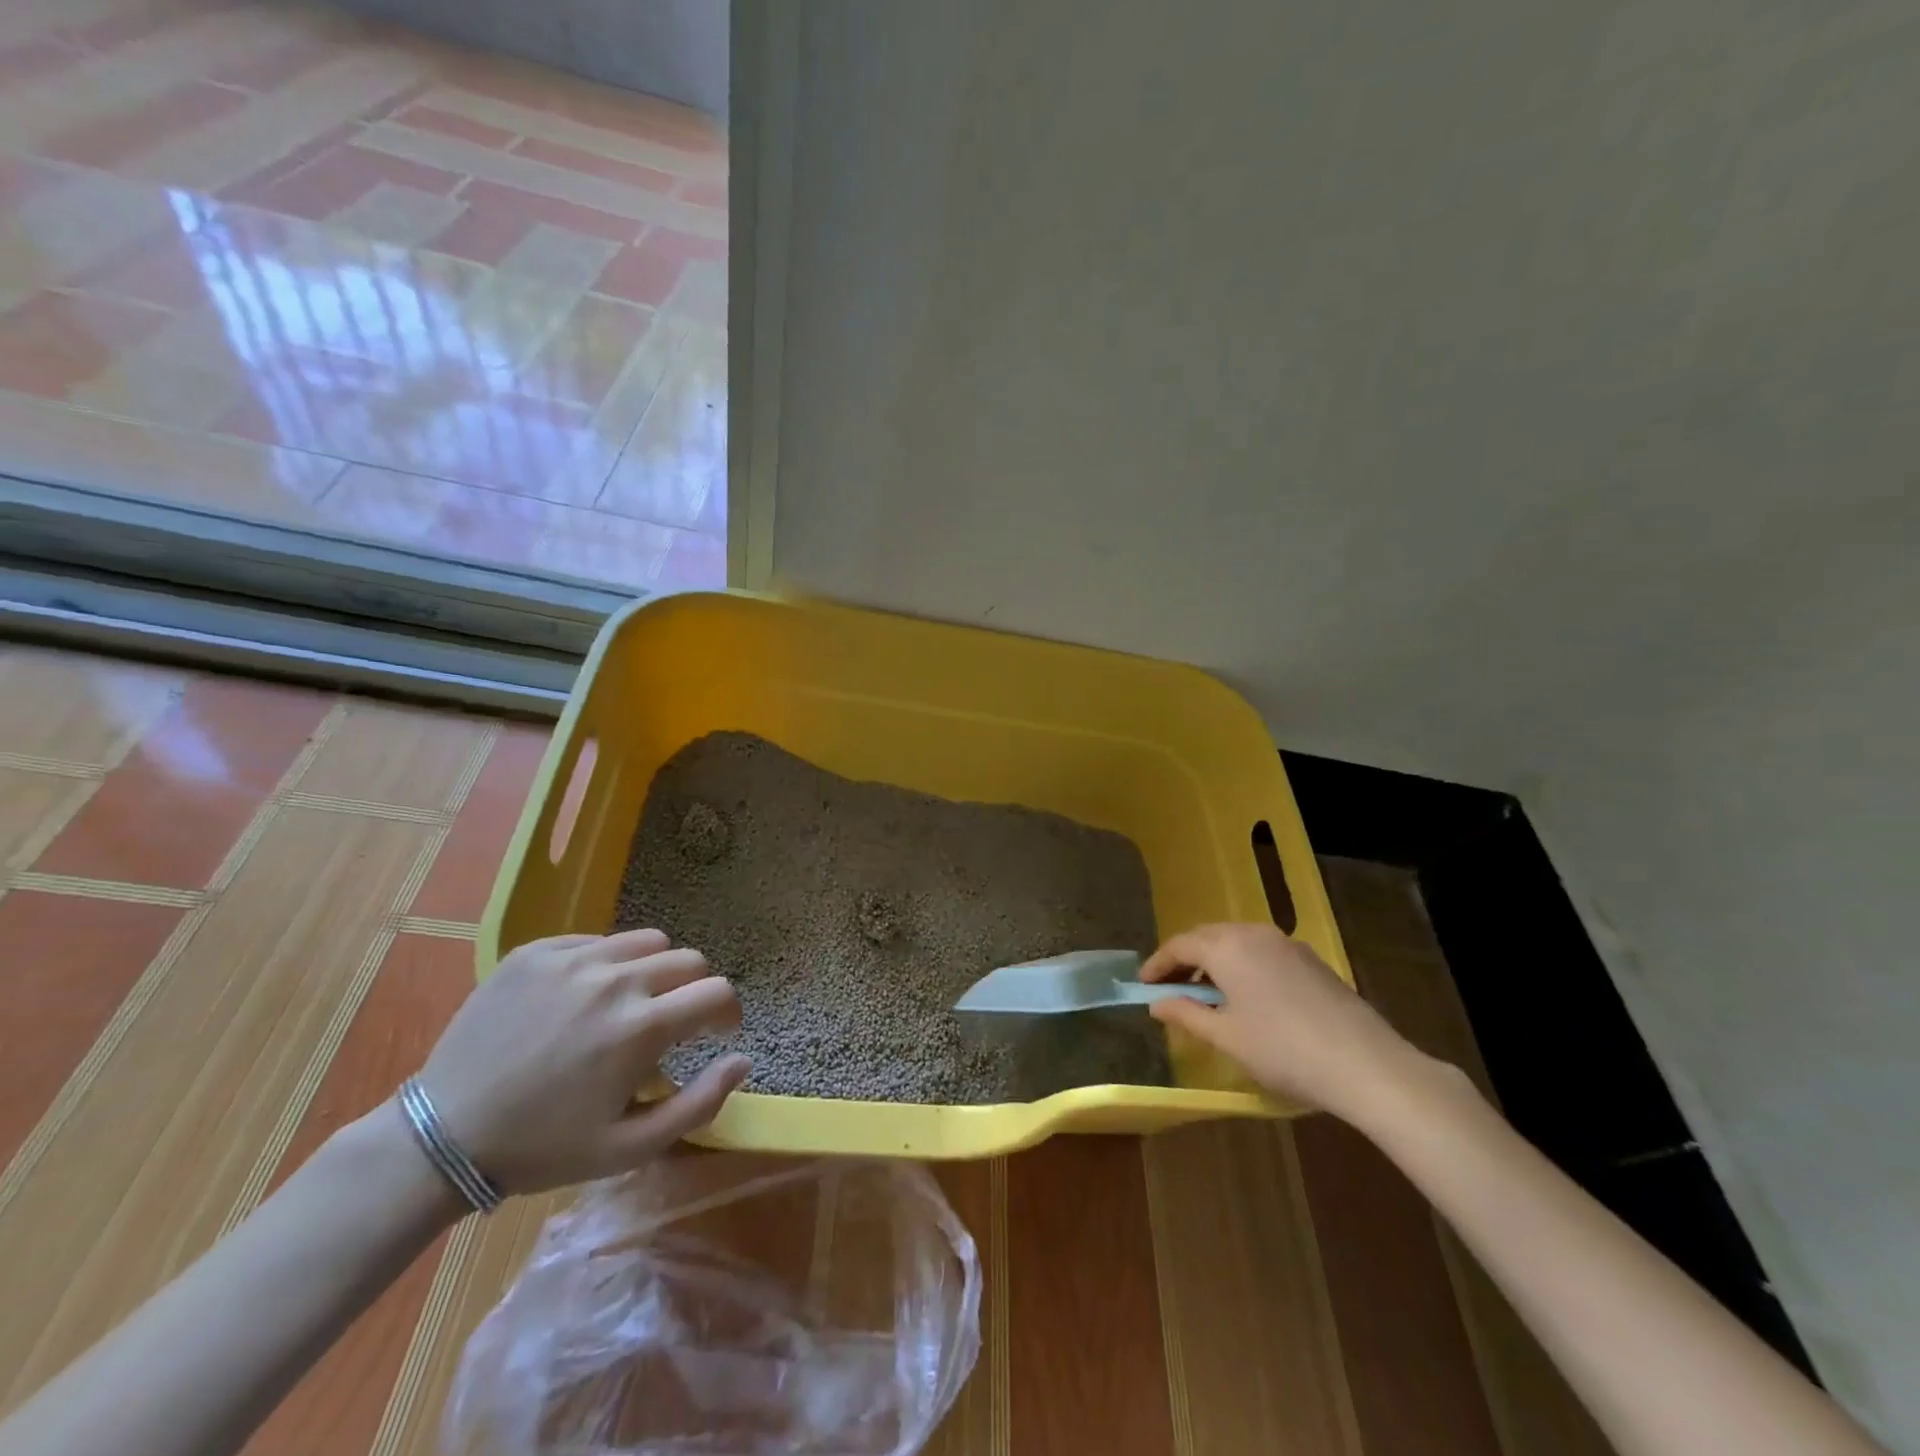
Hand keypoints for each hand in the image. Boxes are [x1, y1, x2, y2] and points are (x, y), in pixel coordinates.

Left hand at [414, 929, 748, 1192]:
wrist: (442, 1137)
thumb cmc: (544, 1148)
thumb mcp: (629, 1148)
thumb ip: (699, 1104)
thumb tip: (744, 1059)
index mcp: (641, 1028)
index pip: (717, 992)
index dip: (727, 1013)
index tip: (717, 1031)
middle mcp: (615, 981)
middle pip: (688, 960)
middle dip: (694, 989)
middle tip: (672, 1021)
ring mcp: (572, 960)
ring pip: (646, 941)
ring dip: (653, 970)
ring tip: (629, 1002)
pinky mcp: (535, 951)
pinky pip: (595, 941)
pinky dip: (605, 963)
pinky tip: (582, 998)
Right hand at [1142, 922, 1427, 1119]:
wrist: (1365, 1063)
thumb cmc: (1283, 1050)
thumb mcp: (1226, 1037)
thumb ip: (1186, 1014)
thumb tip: (1156, 1003)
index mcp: (1227, 947)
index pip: (1179, 945)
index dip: (1157, 964)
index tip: (1143, 985)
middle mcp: (1253, 933)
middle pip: (1206, 937)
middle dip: (1184, 959)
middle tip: (1169, 988)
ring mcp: (1285, 943)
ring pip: (1235, 941)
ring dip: (1213, 961)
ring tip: (1206, 995)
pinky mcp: (1309, 959)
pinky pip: (1260, 951)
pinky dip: (1241, 965)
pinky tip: (1246, 996)